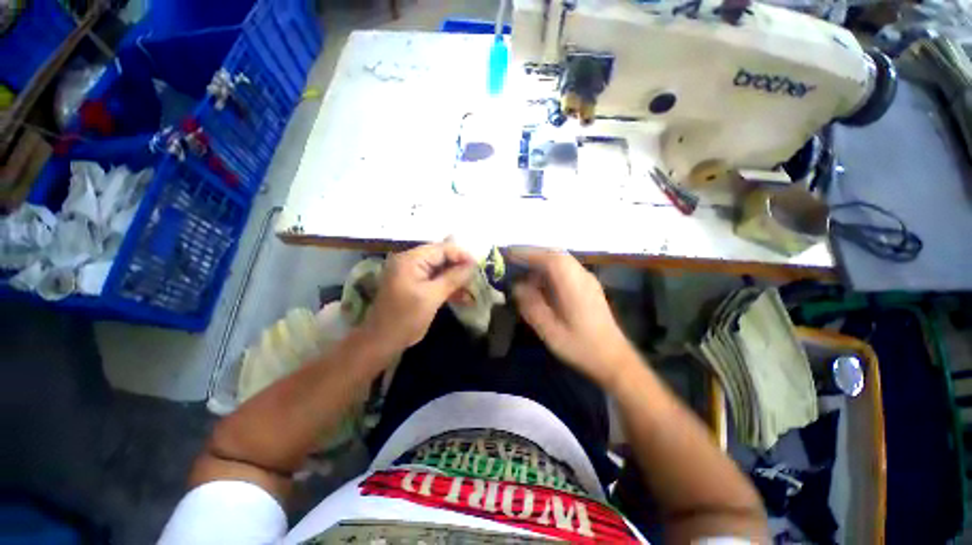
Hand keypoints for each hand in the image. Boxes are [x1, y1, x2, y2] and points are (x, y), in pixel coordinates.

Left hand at [363, 241, 474, 354]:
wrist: (382, 341)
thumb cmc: (406, 317)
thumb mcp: (432, 297)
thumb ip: (453, 278)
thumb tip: (473, 264)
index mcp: (411, 259)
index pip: (441, 249)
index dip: (461, 255)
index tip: (479, 264)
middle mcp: (410, 261)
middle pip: (441, 258)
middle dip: (460, 268)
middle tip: (477, 277)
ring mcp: (412, 274)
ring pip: (440, 270)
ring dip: (456, 279)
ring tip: (473, 288)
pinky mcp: (415, 285)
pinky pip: (435, 281)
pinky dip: (448, 287)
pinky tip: (463, 297)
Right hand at [512, 248, 635, 389]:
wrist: (614, 359)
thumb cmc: (580, 346)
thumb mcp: (550, 330)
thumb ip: (531, 306)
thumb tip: (517, 286)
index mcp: (573, 285)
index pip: (549, 258)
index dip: (527, 253)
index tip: (508, 255)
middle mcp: (582, 276)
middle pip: (556, 254)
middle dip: (533, 254)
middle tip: (513, 260)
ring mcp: (587, 280)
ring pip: (562, 261)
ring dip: (542, 261)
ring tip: (523, 270)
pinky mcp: (589, 286)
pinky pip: (566, 269)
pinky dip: (550, 269)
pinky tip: (542, 282)